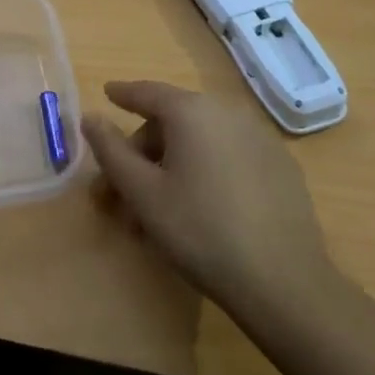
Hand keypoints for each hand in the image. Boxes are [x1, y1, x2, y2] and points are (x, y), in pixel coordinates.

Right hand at [80, 81, 335, 320]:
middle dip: (144, 150)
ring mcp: (260, 138)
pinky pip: (229, 155)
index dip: (123, 94)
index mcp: (192, 111)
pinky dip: (206, 169)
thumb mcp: (143, 193)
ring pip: (202, 140)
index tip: (108, 94)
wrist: (283, 282)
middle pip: (174, 120)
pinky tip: (201, 206)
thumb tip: (91, 117)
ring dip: (174, 163)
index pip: (148, 92)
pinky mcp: (280, 166)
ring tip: (158, 208)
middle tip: (125, 189)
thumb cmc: (200, 230)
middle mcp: (227, 112)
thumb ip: (111, 150)